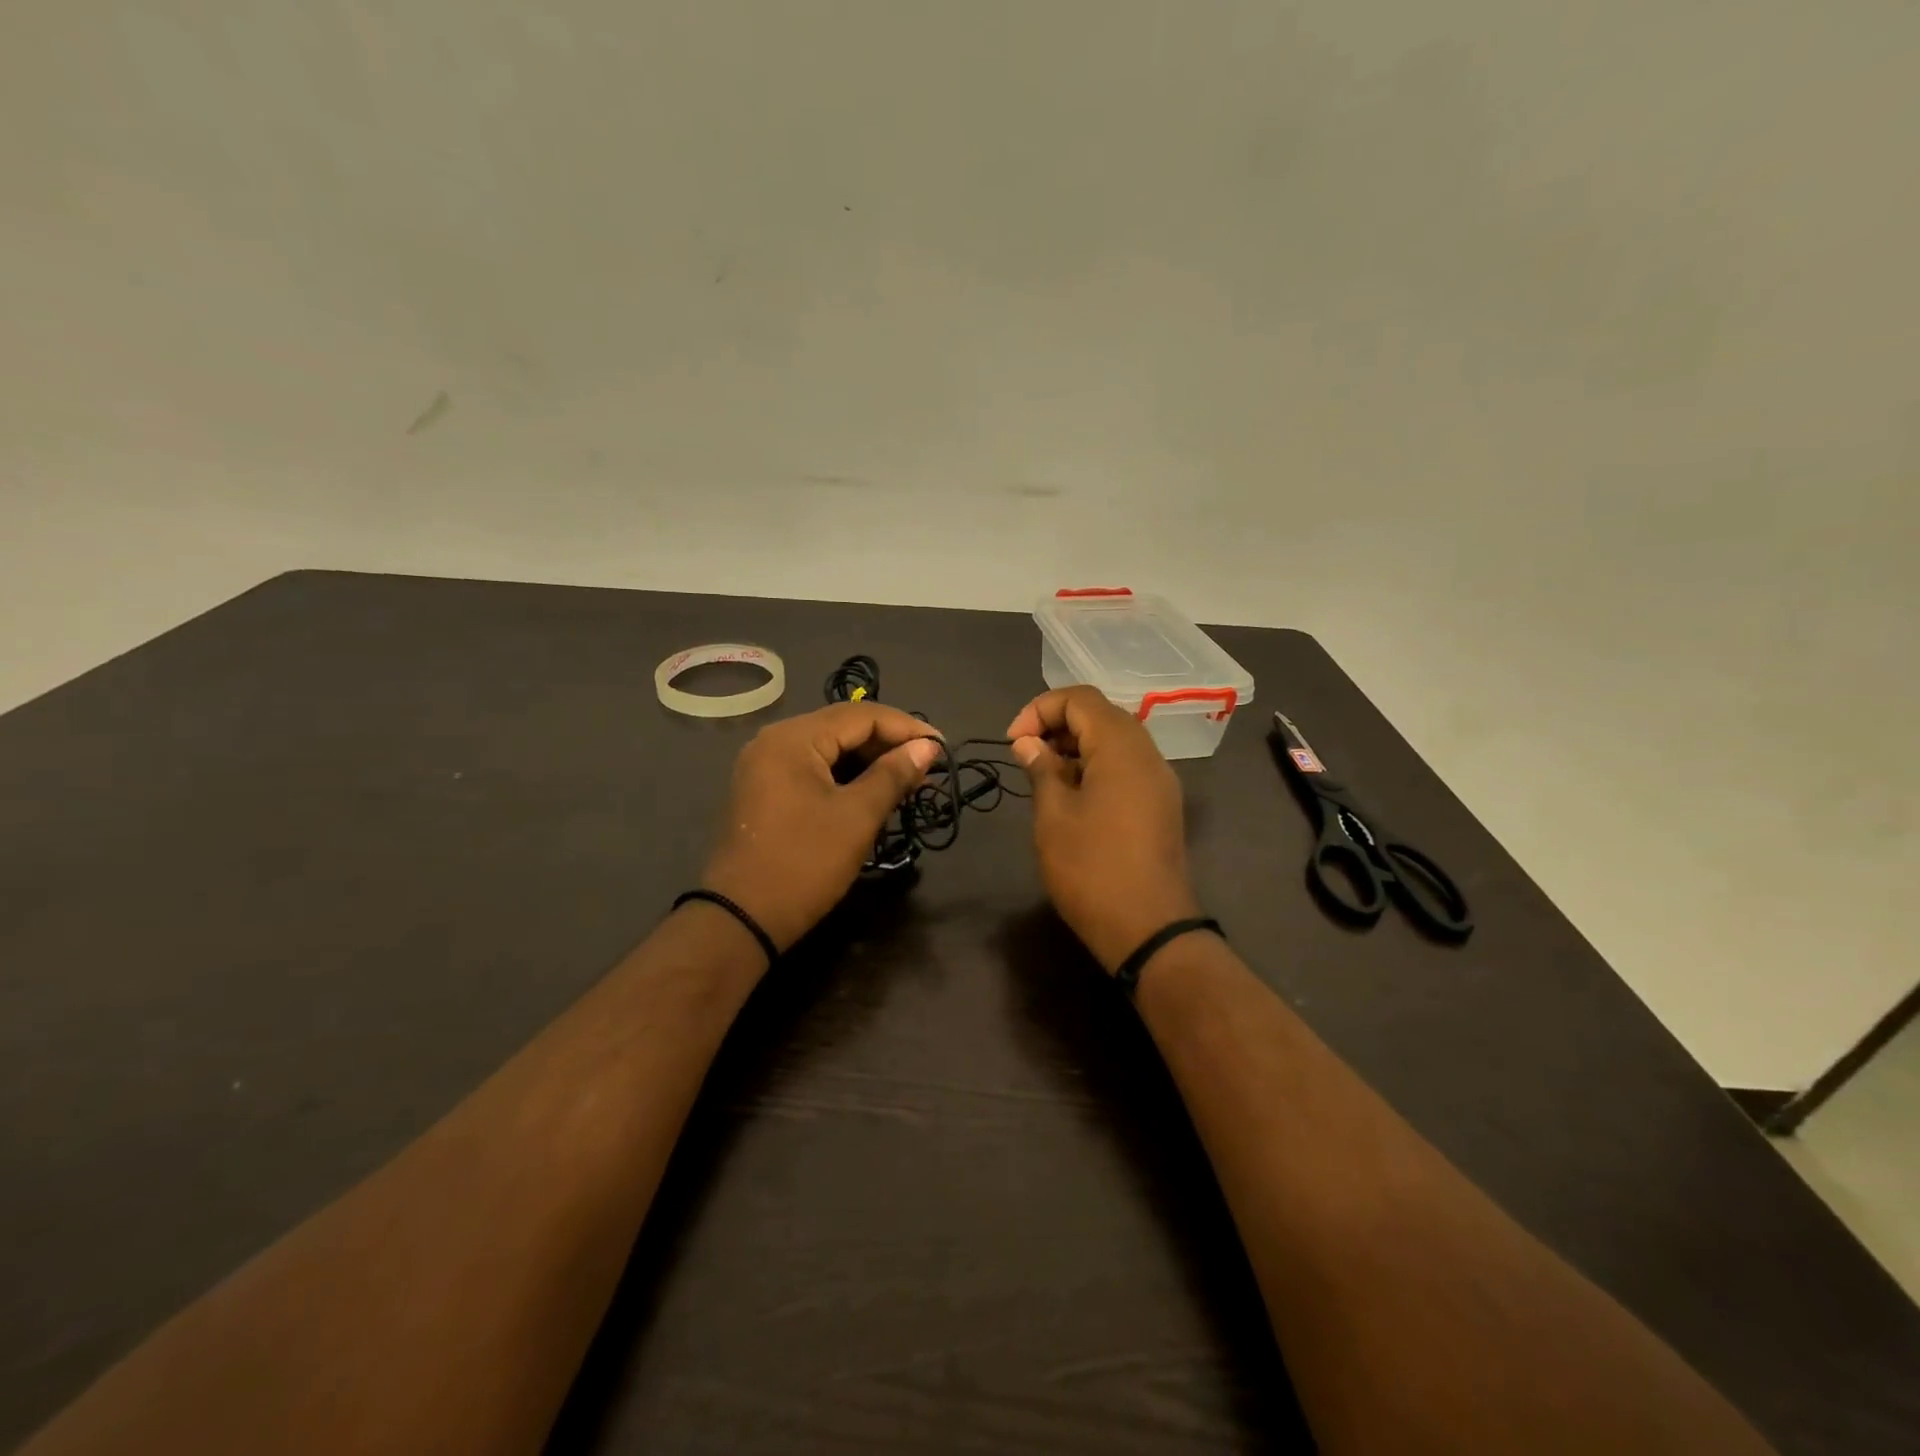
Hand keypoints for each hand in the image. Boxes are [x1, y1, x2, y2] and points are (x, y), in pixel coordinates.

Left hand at [701, 702, 943, 952]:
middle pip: (844, 727)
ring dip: (870, 761)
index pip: (861, 715)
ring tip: (910, 779)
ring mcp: (766, 765)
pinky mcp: (767, 789)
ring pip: (830, 749)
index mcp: (793, 738)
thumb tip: (928, 747)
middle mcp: (775, 740)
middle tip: (929, 765)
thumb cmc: (805, 863)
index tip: (944, 747)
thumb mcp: (857, 817)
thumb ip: (894, 774)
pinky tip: (875, 790)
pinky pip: (815, 768)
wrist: (742, 918)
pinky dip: (847, 776)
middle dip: (889, 744)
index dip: (907, 728)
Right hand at [1007, 686, 1201, 972]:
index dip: (1040, 709)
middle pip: (1101, 715)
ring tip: (1044, 774)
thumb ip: (1041, 769)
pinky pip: (1127, 766)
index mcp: (1121, 747)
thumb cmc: (1091, 869)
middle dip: (1058, 725)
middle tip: (1026, 754)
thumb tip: (1029, 744)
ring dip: (1076, 746)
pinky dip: (1096, 766)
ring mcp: (1159, 780)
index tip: (1014, 742)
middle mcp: (1147, 753)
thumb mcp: (1053, 816)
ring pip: (1115, 741)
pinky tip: (1072, 795)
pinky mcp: (1161, 804)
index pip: (1080, 699)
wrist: (1149, 929)